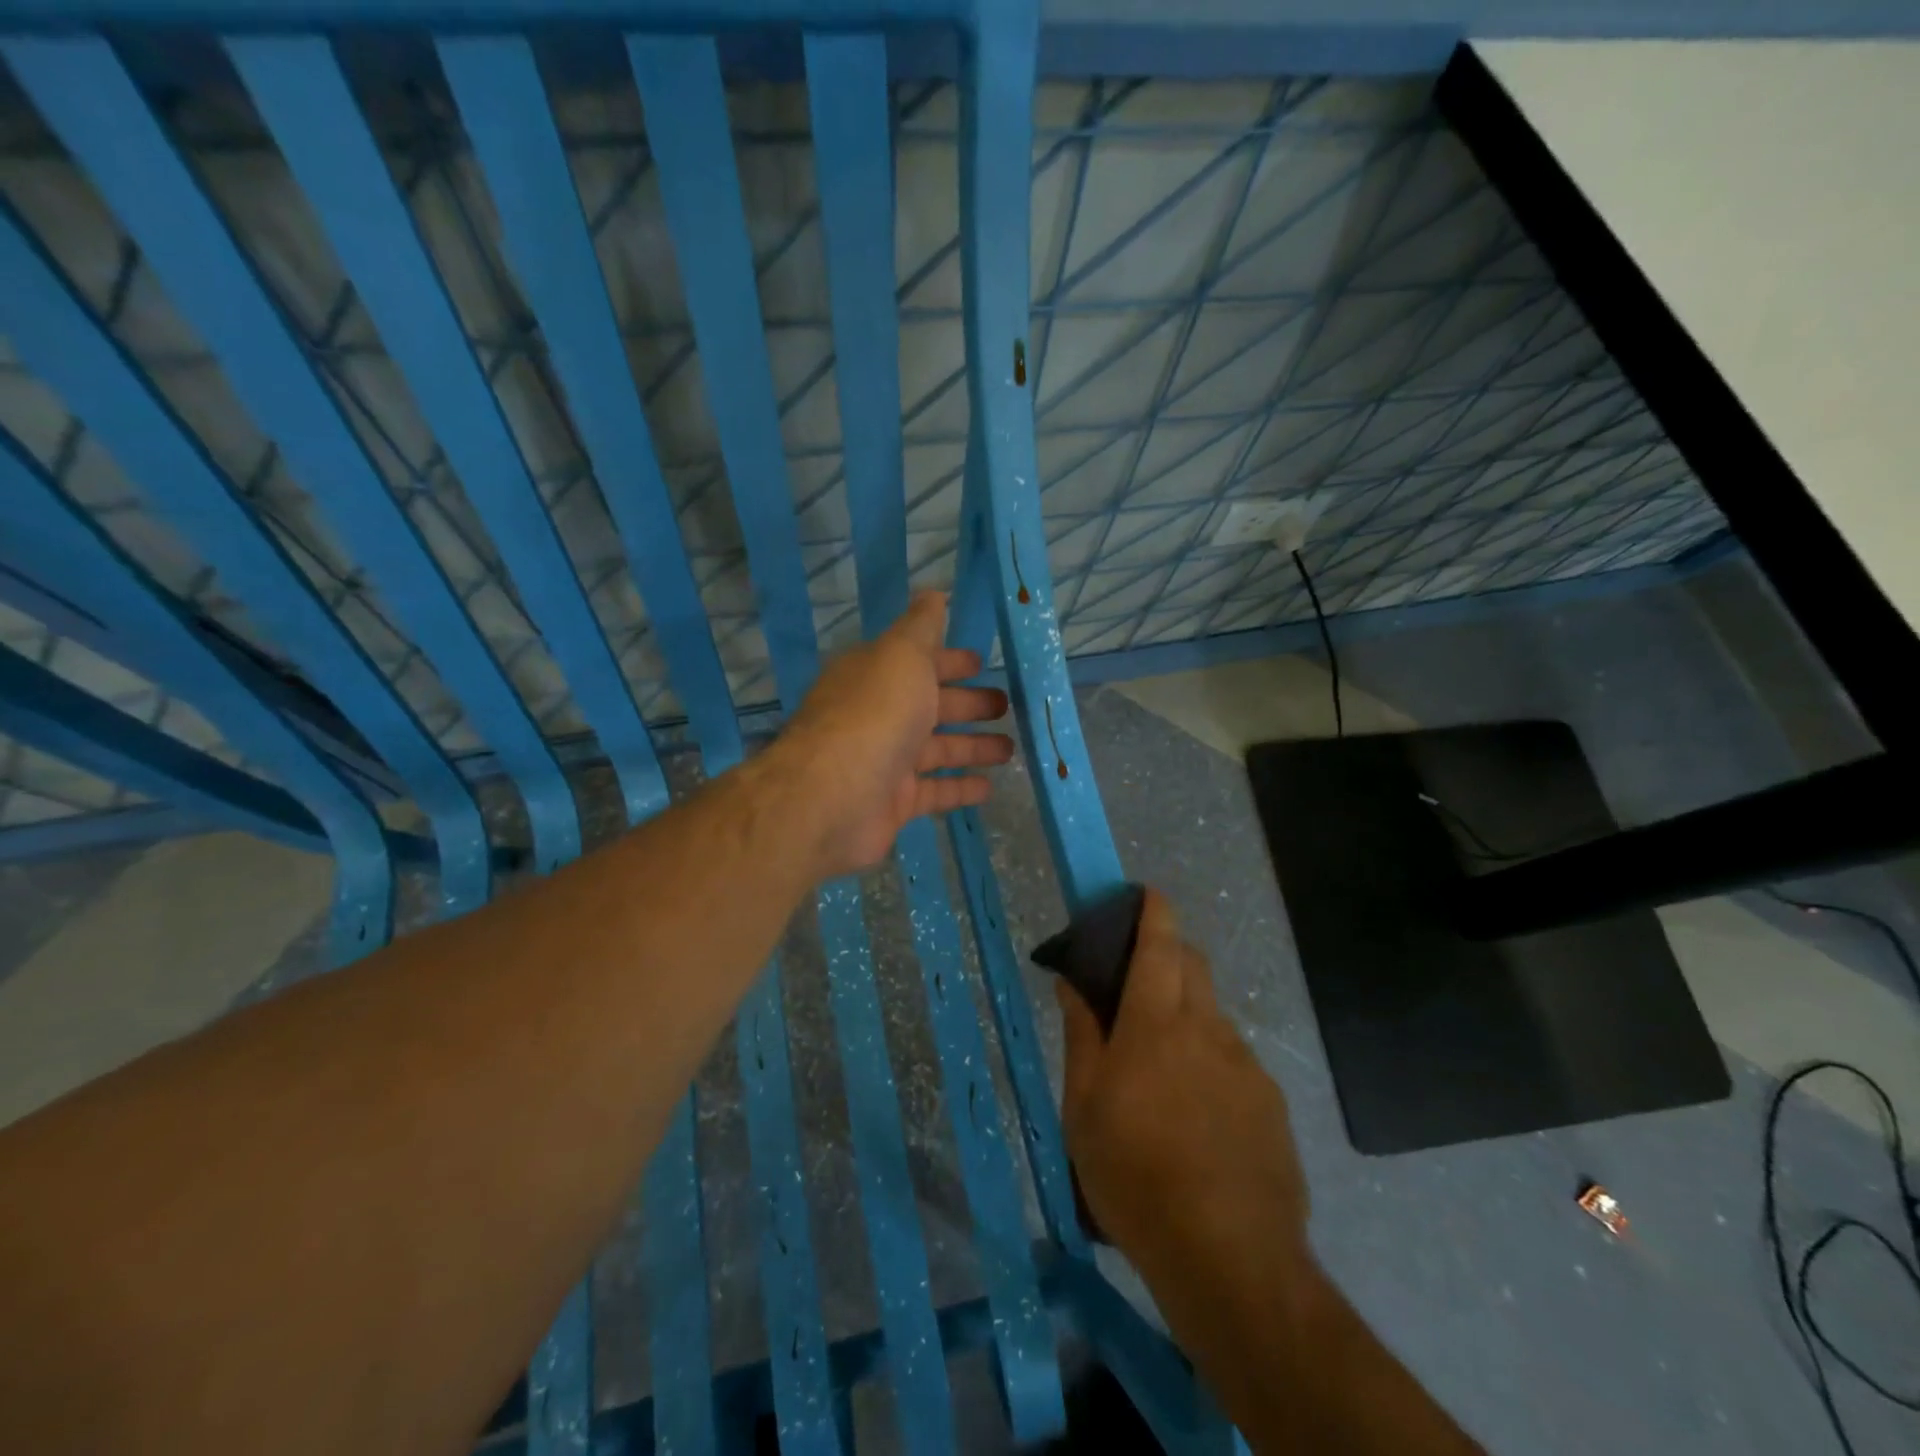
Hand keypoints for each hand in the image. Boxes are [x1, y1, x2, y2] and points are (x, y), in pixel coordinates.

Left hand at [776, 591, 1012, 877]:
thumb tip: (934, 593)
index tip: (982, 663)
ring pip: (937, 749)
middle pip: (930, 705)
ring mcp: (885, 760)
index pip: (917, 661)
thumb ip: (921, 626)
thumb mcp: (902, 654)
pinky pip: (934, 791)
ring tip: (1010, 748)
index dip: (949, 660)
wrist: (834, 796)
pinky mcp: (894, 802)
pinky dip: (960, 787)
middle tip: (1006, 704)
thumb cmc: (875, 714)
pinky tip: (989, 787)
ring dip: (972, 746)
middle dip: (968, 703)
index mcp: (876, 675)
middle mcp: (878, 715)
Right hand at [1057, 889, 1309, 1286]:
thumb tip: (1074, 981)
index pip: (1160, 944)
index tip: (1146, 893)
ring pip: (1212, 1014)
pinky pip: (1232, 1059)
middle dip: (1167, 953)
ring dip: (1184, 1014)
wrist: (1229, 1260)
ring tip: (1160, 1071)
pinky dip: (1208, 1059)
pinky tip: (1195, 1114)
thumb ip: (1082, 1034)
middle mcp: (1208, 1029)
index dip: (1154, 910)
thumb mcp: (1083, 1107)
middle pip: (1193, 965)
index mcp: (1157, 1023)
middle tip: (1134, 984)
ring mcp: (1246, 1065)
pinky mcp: (1270, 1101)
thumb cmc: (1134, 1176)